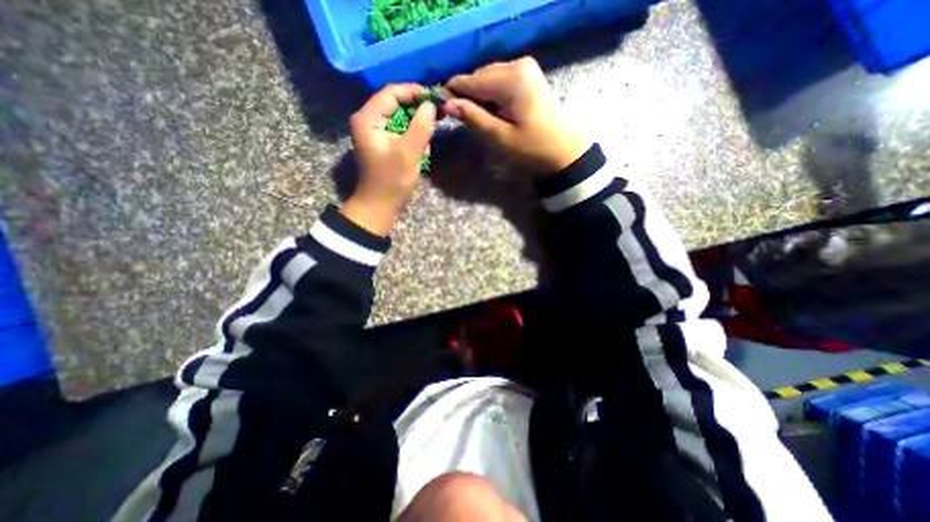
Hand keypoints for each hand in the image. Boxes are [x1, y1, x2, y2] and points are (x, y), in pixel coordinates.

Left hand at [344, 84, 440, 235]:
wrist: (380, 205)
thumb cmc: (392, 180)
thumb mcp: (409, 152)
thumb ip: (421, 126)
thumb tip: (431, 105)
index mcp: (368, 118)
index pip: (392, 92)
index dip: (414, 92)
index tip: (435, 98)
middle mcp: (368, 120)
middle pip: (395, 103)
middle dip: (417, 109)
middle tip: (437, 115)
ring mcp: (375, 132)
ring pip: (400, 117)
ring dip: (417, 125)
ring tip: (428, 138)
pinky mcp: (382, 143)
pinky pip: (399, 131)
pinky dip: (412, 136)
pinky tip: (421, 149)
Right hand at [442, 54, 586, 173]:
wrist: (564, 151)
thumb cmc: (532, 148)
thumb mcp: (500, 137)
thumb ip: (473, 117)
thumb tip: (447, 103)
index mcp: (511, 78)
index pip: (471, 80)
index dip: (453, 93)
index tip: (441, 108)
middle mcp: (518, 64)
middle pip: (480, 76)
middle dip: (468, 95)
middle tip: (462, 118)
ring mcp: (525, 68)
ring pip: (489, 77)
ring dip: (480, 96)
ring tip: (478, 118)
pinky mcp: (528, 76)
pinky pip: (500, 80)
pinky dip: (492, 95)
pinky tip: (493, 111)